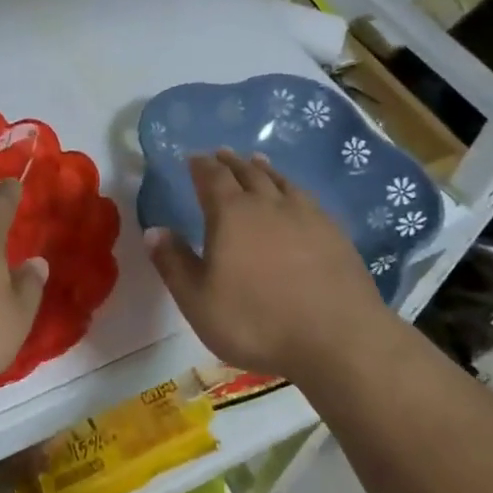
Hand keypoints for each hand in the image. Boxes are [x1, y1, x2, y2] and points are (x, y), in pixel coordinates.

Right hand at [146, 151, 388, 379]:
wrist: (338, 339)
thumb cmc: (257, 321)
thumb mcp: (199, 301)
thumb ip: (174, 264)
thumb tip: (154, 230)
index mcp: (230, 214)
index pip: (212, 178)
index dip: (201, 166)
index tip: (194, 158)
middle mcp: (267, 204)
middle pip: (246, 173)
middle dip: (230, 162)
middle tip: (221, 153)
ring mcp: (305, 215)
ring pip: (279, 181)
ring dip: (263, 169)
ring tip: (256, 161)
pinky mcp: (333, 232)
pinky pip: (306, 197)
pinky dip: (292, 188)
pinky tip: (296, 195)